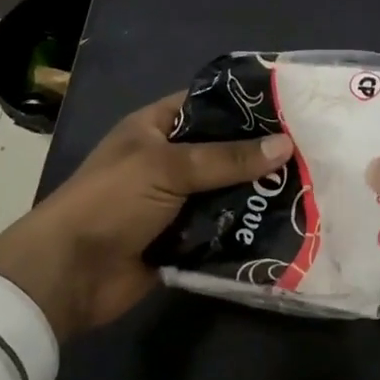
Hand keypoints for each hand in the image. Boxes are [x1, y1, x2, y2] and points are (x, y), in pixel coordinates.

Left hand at [0, 93, 292, 341]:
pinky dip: (244, 228)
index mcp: (155, 128)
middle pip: (221, 151)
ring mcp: (175, 201)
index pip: (206, 105)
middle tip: (311, 152)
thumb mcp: (168, 167)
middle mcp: (167, 160)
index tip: (289, 108)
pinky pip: (221, 228)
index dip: (243, 106)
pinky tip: (285, 225)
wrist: (68, 274)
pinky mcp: (182, 239)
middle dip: (259, 154)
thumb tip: (286, 145)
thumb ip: (227, 158)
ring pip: (225, 191)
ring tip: (309, 187)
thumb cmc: (111, 201)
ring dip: (256, 193)